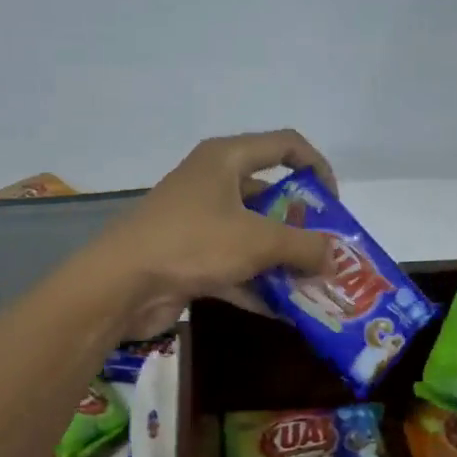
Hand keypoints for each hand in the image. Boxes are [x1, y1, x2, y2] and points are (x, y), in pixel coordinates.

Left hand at [93, 130, 338, 338]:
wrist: (121, 284)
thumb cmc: (193, 243)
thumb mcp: (258, 240)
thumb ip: (304, 246)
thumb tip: (335, 257)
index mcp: (226, 159)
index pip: (285, 146)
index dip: (317, 167)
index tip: (334, 204)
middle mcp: (212, 182)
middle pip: (269, 194)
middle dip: (301, 225)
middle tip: (326, 251)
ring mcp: (198, 221)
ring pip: (252, 234)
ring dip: (282, 260)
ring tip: (315, 284)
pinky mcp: (188, 255)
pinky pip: (233, 265)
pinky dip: (256, 284)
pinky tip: (284, 311)